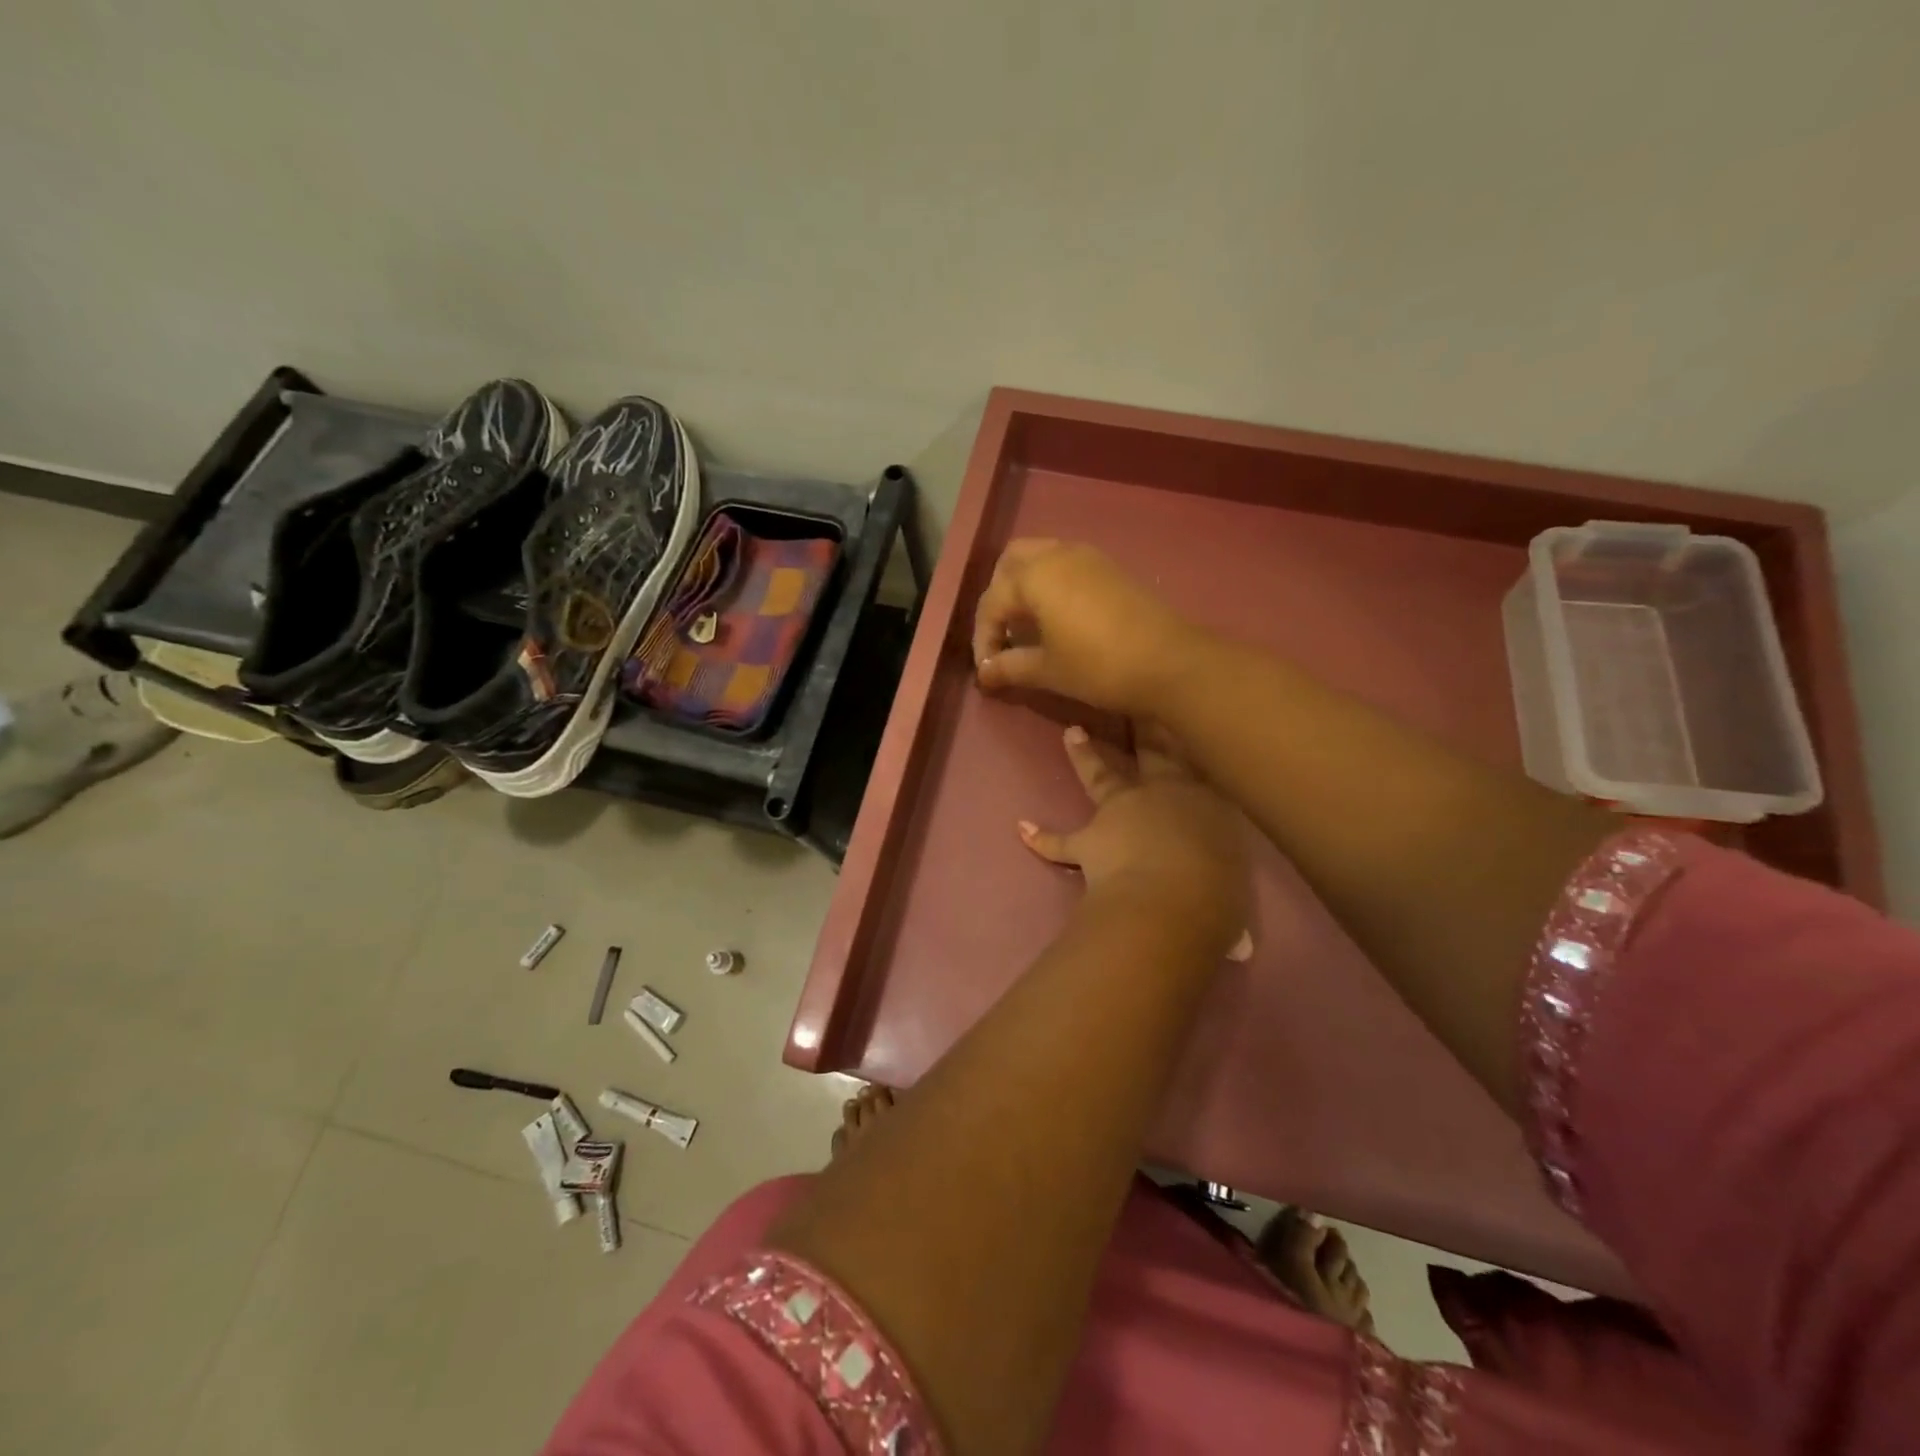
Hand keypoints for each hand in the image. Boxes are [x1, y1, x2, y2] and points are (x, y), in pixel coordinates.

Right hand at [973, 540, 1198, 716]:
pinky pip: (1068, 566)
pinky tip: (1058, 620)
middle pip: (1012, 563)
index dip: (983, 638)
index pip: (992, 602)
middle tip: (1002, 634)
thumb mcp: (1048, 670)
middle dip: (999, 597)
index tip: (987, 670)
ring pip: (1042, 558)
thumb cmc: (1098, 666)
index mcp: (1035, 576)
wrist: (1170, 663)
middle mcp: (1058, 554)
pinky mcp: (1111, 569)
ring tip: (1028, 628)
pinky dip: (1052, 585)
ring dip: (1026, 587)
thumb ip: (1010, 667)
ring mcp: (1089, 557)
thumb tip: (984, 673)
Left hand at [1020, 723, 1252, 962]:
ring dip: (1085, 755)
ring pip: (1100, 776)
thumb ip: (1223, 869)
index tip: (1180, 708)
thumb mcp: (1234, 873)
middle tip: (1132, 701)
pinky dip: (1043, 838)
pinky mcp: (1090, 841)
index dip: (1186, 735)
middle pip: (1151, 751)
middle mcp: (1162, 794)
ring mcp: (1121, 813)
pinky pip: (1061, 842)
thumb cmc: (1220, 888)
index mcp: (1205, 800)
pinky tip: (1024, 829)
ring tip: (1071, 733)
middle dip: (1142, 724)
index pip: (1196, 760)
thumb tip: (1224, 895)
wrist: (1174, 900)